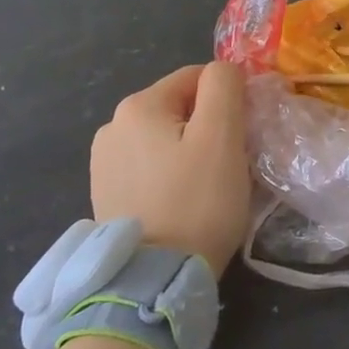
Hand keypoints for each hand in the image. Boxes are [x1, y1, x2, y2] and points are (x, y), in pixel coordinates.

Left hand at [90, 61, 249, 280]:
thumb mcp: (222, 136)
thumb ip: (224, 87)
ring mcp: (103, 163)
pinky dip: (170, 175)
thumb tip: (224, 70)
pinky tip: (182, 201)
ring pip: (165, 138)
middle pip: (180, 108)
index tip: (245, 133)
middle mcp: (111, 126)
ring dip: (189, 151)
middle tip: (230, 163)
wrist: (154, 278)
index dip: (229, 98)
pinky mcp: (105, 194)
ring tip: (207, 186)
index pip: (198, 77)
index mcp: (138, 106)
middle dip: (209, 126)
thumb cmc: (196, 201)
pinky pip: (150, 167)